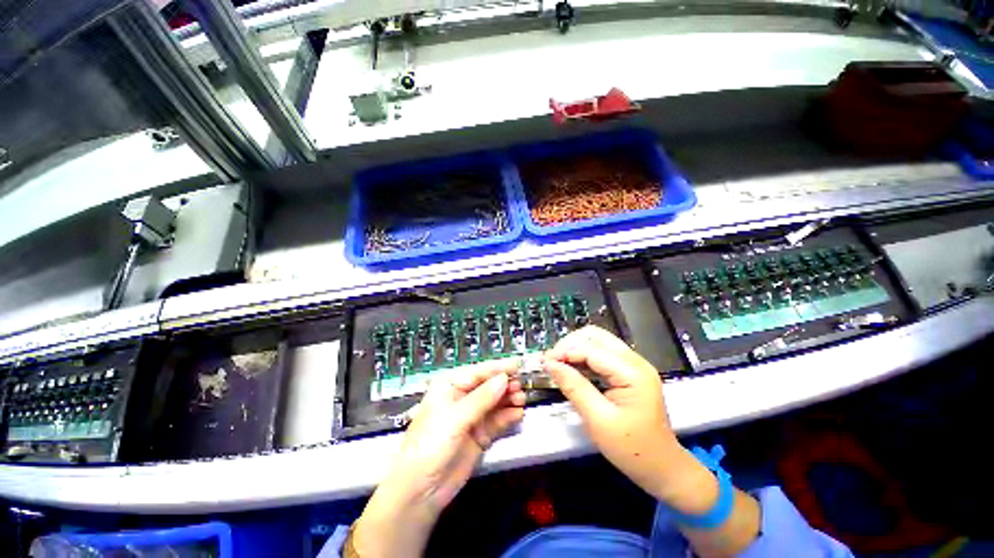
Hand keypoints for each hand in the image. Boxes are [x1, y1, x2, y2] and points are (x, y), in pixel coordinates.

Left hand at [353, 359, 525, 557]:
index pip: (478, 372)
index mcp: (450, 386)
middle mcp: (462, 397)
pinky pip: (497, 420)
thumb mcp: (455, 418)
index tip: (517, 365)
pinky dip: (508, 416)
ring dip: (509, 399)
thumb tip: (503, 379)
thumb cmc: (431, 445)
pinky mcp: (479, 434)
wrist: (422, 490)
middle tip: (521, 385)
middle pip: (488, 386)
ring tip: (522, 398)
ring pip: (495, 402)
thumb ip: (481, 398)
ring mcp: (472, 416)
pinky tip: (518, 413)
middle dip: (505, 384)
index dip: (497, 368)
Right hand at [543, 326, 717, 513]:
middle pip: (595, 336)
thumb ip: (574, 388)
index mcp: (632, 373)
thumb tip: (550, 365)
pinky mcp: (629, 371)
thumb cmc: (632, 449)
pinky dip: (583, 356)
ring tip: (558, 363)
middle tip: (551, 361)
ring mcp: (634, 365)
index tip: (544, 362)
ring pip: (597, 341)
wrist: (662, 468)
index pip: (591, 349)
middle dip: (570, 344)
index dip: (565, 352)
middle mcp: (635, 361)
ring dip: (575, 348)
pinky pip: (602, 353)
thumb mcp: (598, 420)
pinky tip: (572, 367)